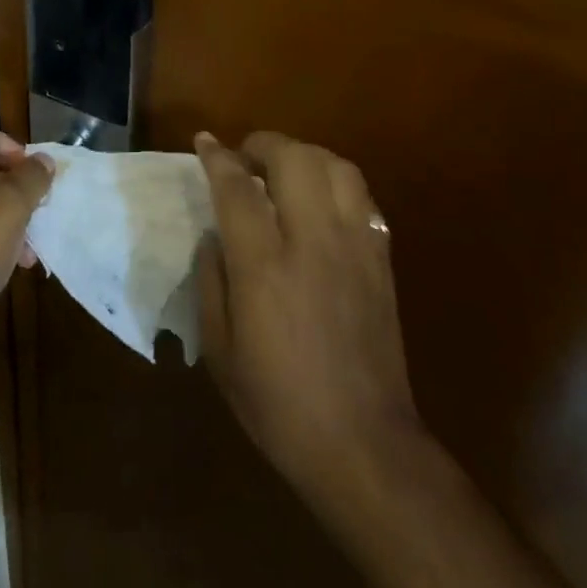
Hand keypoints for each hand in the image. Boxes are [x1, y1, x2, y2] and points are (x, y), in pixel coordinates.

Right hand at [194, 130, 422, 509]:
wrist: (364, 447)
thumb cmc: (279, 404)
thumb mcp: (219, 350)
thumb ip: (211, 281)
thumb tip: (214, 235)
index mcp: (264, 266)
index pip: (237, 187)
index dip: (217, 157)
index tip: (204, 141)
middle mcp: (312, 242)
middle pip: (293, 158)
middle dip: (264, 144)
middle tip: (246, 159)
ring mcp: (354, 247)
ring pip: (335, 166)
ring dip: (305, 156)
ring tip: (286, 172)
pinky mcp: (381, 259)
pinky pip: (363, 197)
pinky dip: (336, 183)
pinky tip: (322, 202)